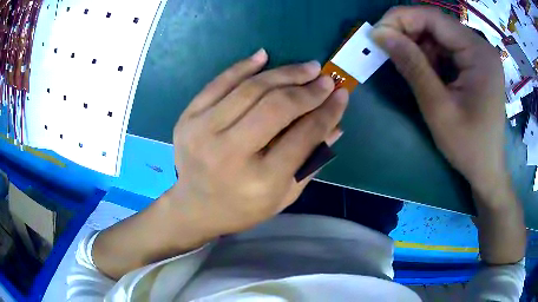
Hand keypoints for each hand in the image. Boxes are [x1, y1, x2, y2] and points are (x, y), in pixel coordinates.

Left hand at [167, 49, 348, 236]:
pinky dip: (243, 66)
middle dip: (307, 89)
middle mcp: (230, 153)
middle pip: (277, 107)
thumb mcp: (284, 195)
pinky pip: (219, 83)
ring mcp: (203, 131)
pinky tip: (264, 56)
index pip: (304, 135)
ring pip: (250, 89)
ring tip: (306, 68)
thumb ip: (311, 161)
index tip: (342, 94)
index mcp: (260, 180)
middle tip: (325, 79)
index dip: (328, 111)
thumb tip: (336, 125)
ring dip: (283, 73)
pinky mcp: (188, 118)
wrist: (194, 207)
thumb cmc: (242, 208)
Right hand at [371, 7, 507, 200]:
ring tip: (410, 69)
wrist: (487, 169)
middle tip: (389, 51)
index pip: (433, 18)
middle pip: (437, 24)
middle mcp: (481, 46)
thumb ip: (411, 65)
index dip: (401, 19)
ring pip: (440, 35)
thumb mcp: (437, 107)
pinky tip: (427, 74)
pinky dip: (431, 56)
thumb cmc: (468, 146)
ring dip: (420, 47)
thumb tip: (379, 33)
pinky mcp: (477, 63)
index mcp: (479, 53)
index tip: (377, 34)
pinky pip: (448, 48)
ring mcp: (480, 54)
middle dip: (409, 33)